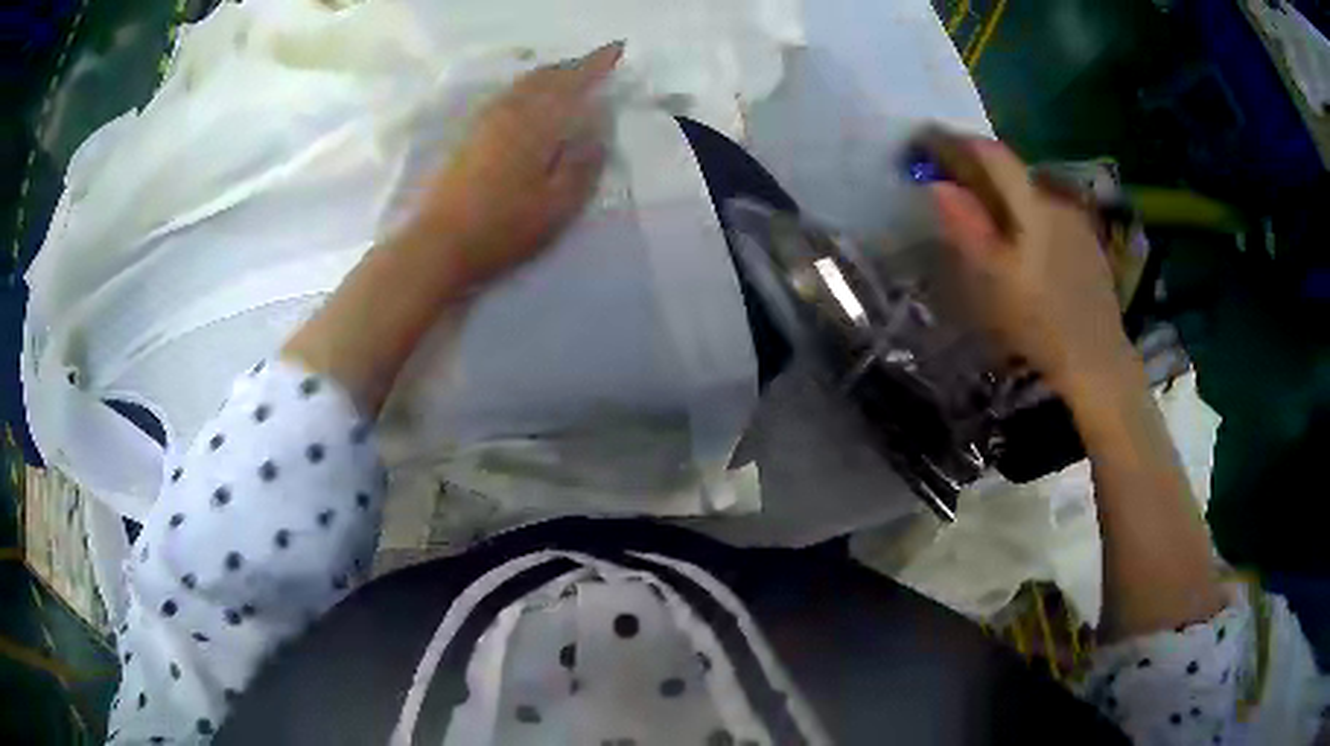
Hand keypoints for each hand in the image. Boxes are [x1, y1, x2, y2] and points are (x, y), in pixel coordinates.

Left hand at [406, 42, 623, 290]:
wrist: (438, 243)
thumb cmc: (503, 227)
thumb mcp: (559, 205)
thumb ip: (584, 164)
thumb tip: (598, 127)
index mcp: (536, 122)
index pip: (573, 81)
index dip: (597, 63)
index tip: (617, 48)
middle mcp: (509, 111)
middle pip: (544, 76)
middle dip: (572, 66)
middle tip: (594, 64)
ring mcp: (483, 121)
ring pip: (521, 84)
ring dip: (547, 75)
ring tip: (565, 77)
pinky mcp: (466, 136)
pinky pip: (505, 97)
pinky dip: (525, 89)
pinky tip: (526, 101)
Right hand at [929, 137, 1134, 394]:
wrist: (1098, 361)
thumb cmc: (1042, 324)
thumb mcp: (996, 281)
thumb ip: (969, 228)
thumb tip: (939, 185)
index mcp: (1034, 205)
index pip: (994, 154)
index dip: (962, 144)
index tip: (935, 145)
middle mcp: (1058, 201)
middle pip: (1015, 172)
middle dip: (983, 173)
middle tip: (957, 189)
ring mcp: (1078, 221)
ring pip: (1034, 194)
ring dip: (1008, 197)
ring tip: (990, 221)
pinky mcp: (1089, 243)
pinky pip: (1052, 215)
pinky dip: (1031, 216)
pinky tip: (1027, 247)